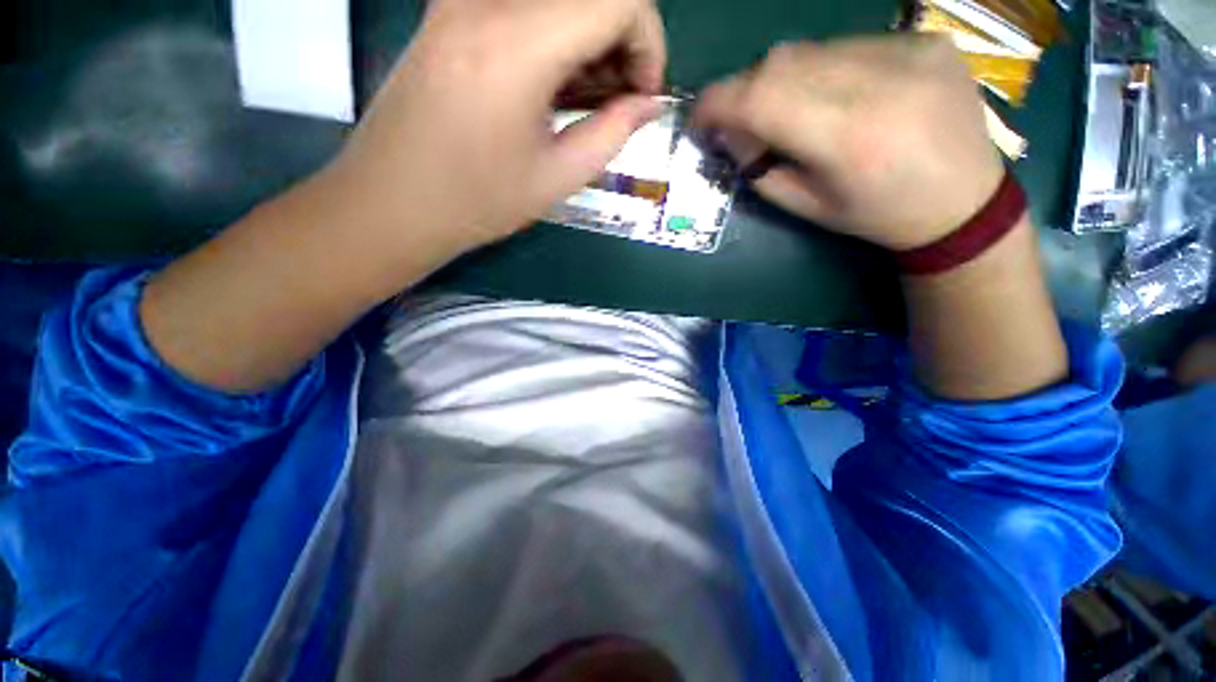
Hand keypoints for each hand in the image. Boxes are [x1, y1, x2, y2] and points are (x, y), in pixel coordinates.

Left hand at [326, 0, 665, 253]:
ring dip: (590, 41)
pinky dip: (558, 38)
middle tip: (619, 101)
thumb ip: (613, 133)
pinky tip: (555, 85)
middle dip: (623, 42)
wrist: (393, 202)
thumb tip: (648, 104)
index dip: (649, 44)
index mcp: (518, 43)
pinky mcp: (449, 10)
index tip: (643, 96)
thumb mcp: (558, 178)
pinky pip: (525, 6)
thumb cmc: (477, 201)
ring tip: (587, 101)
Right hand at [692, 36, 1004, 250]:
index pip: (760, 98)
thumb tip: (729, 132)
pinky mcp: (925, 40)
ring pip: (811, 48)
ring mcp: (908, 51)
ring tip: (791, 111)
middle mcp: (879, 82)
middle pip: (780, 63)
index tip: (699, 119)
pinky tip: (836, 95)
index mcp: (847, 138)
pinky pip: (847, 44)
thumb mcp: (805, 206)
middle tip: (742, 120)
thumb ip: (759, 168)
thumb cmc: (875, 215)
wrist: (963, 203)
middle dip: (746, 92)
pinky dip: (823, 68)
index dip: (717, 103)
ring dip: (783, 79)